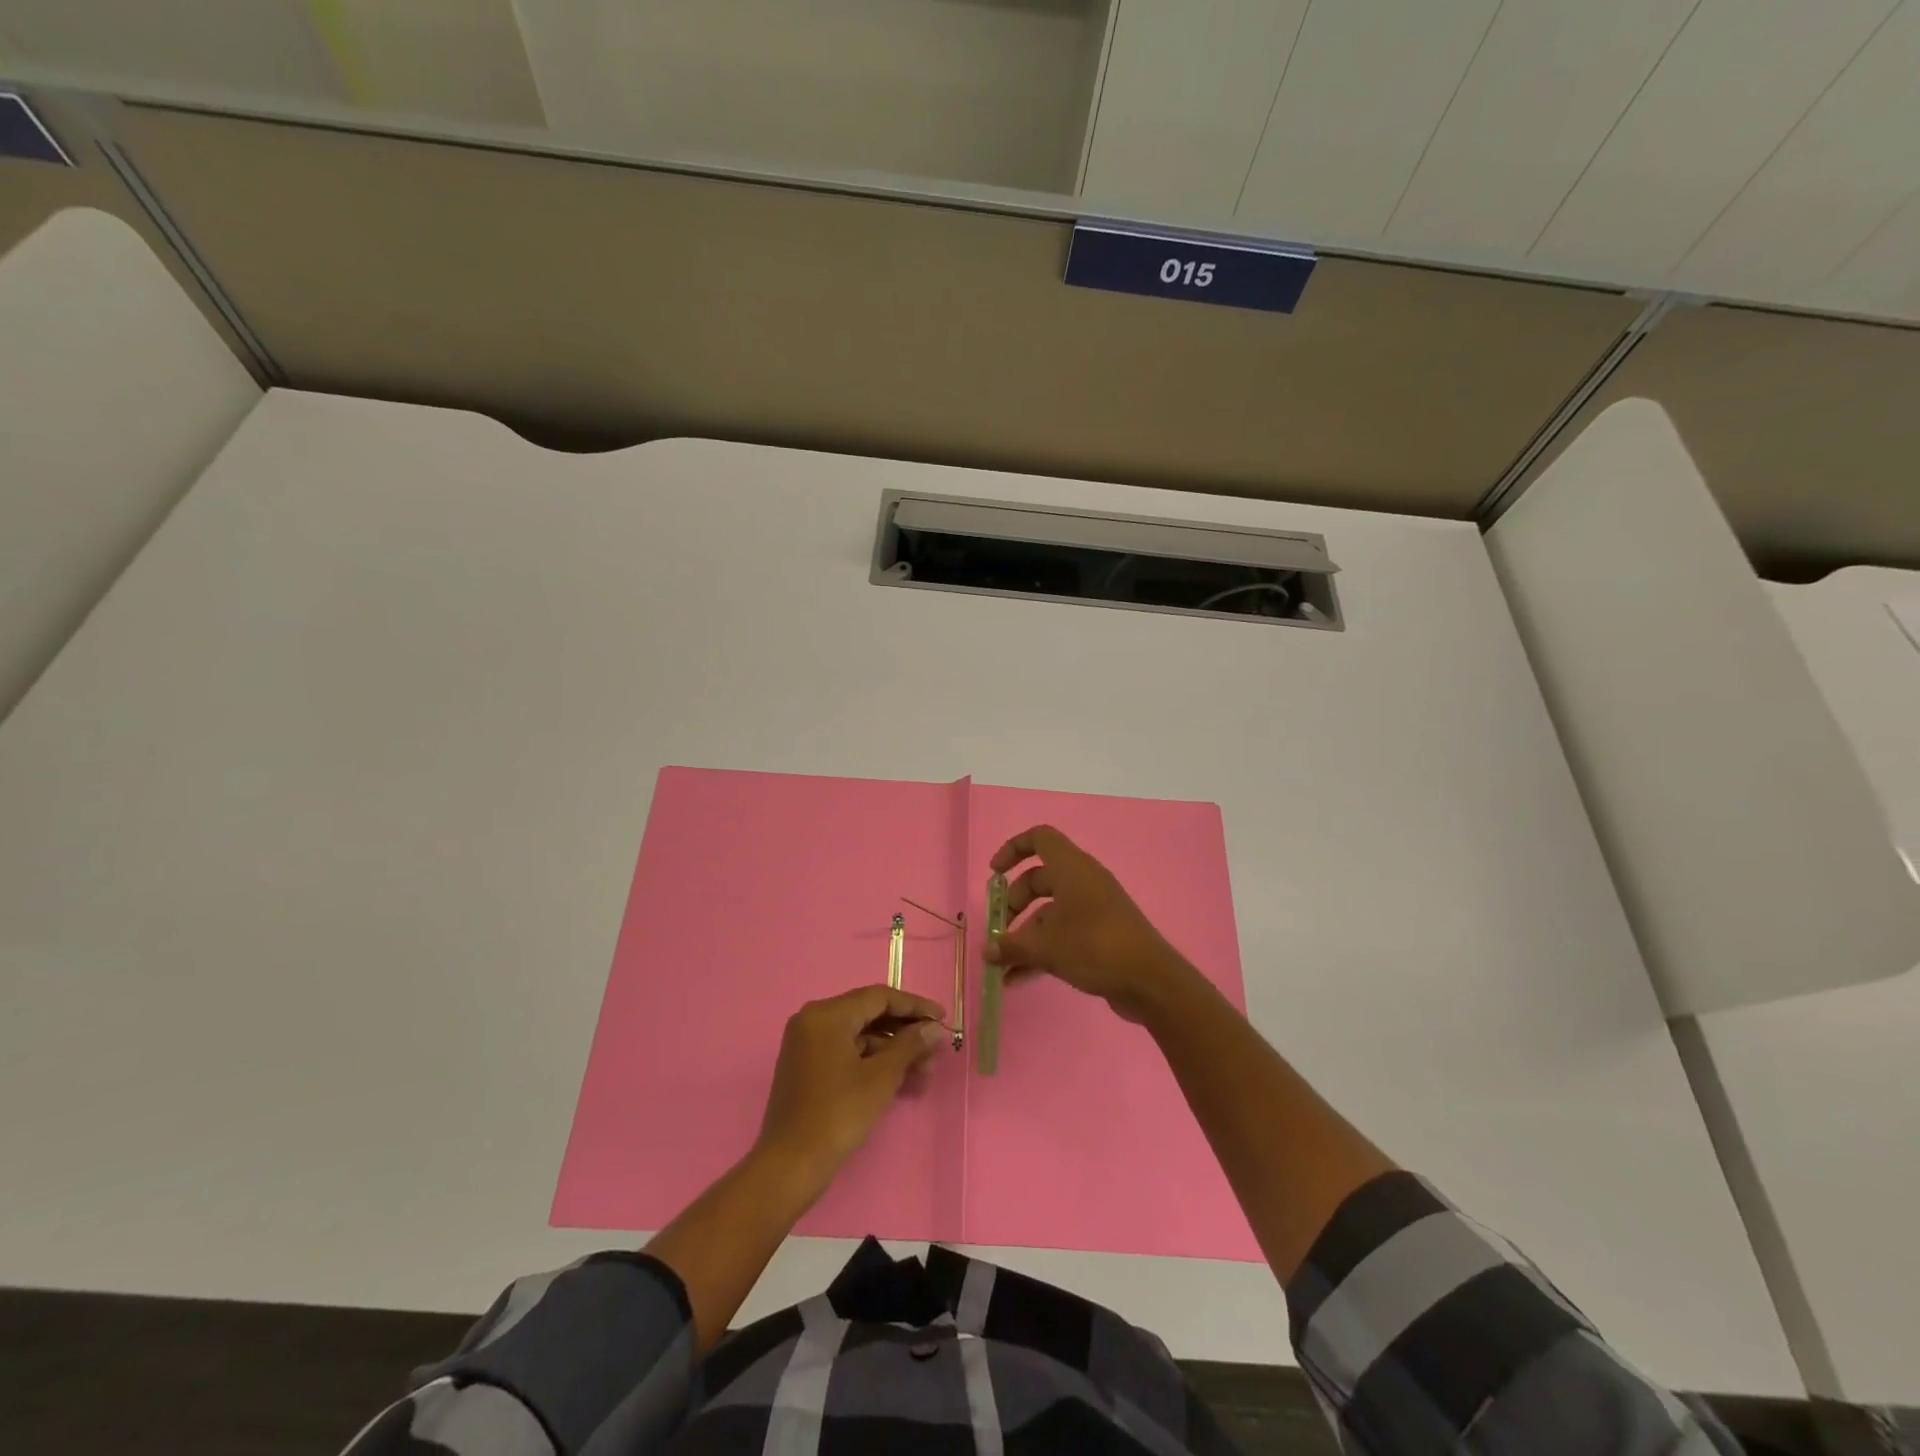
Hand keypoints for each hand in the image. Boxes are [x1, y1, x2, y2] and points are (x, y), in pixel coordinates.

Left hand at [756, 985, 948, 1198]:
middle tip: (935, 1052)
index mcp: (827, 1014)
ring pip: (859, 1036)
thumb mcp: (881, 1077)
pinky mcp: (807, 1067)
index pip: (879, 998)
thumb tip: (934, 1028)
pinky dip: (872, 1062)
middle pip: (869, 1015)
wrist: (790, 1166)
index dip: (915, 1006)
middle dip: (905, 1033)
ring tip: (923, 1075)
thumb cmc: (838, 1114)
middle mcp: (813, 1020)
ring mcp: (807, 1044)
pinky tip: (899, 1081)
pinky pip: (846, 1052)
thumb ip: (910, 1045)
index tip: (942, 1018)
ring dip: (892, 1051)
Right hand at [986, 825, 1190, 1021]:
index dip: (1013, 849)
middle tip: (998, 932)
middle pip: (1038, 879)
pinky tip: (1017, 980)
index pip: (1039, 838)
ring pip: (1049, 912)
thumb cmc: (1095, 947)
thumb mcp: (1047, 946)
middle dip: (1013, 904)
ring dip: (1024, 935)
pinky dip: (1041, 951)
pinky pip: (1062, 934)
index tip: (994, 874)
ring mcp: (1093, 908)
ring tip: (1001, 965)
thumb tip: (987, 951)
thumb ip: (1012, 946)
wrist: (1150, 981)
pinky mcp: (1100, 934)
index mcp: (1071, 868)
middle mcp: (1082, 881)